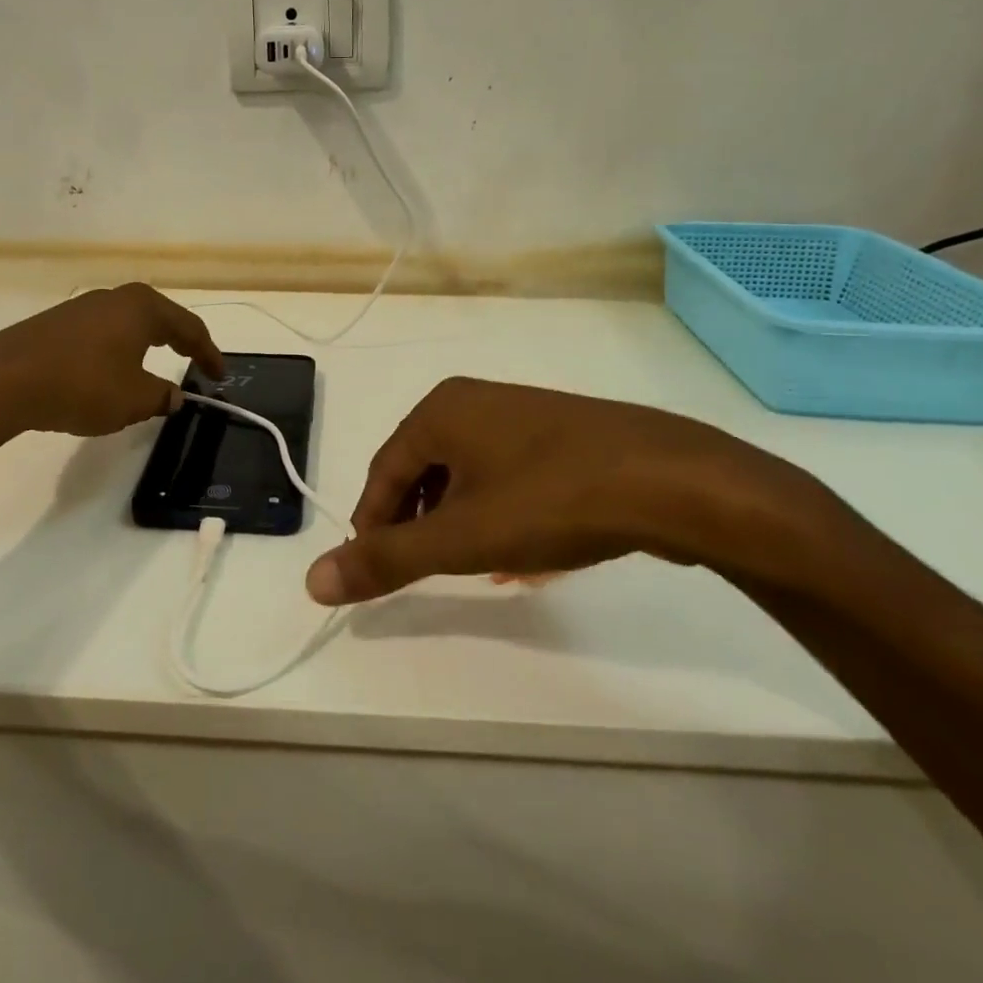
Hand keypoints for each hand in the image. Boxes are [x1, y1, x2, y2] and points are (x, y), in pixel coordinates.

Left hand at [0, 284, 223, 437]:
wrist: (5, 380)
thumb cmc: (83, 385)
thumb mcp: (134, 399)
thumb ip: (161, 396)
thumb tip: (174, 396)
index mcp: (143, 308)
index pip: (189, 327)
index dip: (208, 353)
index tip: (220, 376)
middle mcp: (115, 298)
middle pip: (159, 318)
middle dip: (179, 341)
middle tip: (195, 362)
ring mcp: (82, 308)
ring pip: (128, 324)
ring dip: (146, 345)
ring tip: (155, 368)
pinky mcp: (56, 324)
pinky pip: (102, 334)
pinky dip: (118, 350)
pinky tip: (111, 372)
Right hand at [305, 378, 843, 605]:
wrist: (671, 480)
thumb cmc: (550, 500)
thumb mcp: (460, 538)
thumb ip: (386, 560)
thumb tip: (312, 581)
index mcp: (439, 411)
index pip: (382, 473)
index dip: (372, 526)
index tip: (375, 572)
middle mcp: (475, 401)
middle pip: (422, 471)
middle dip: (417, 525)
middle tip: (421, 571)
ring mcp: (522, 415)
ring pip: (467, 476)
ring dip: (457, 523)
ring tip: (468, 569)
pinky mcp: (562, 435)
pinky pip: (507, 475)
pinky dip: (498, 513)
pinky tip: (519, 554)